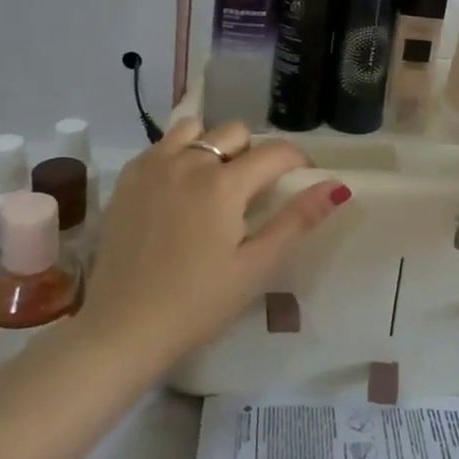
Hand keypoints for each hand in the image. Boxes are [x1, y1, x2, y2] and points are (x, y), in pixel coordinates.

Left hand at [81, 118, 349, 362]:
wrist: (122, 329)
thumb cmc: (197, 304)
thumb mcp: (256, 267)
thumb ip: (296, 221)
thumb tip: (336, 186)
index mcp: (224, 184)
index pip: (275, 152)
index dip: (297, 160)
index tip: (302, 178)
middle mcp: (189, 162)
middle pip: (235, 132)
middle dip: (254, 153)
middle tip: (253, 191)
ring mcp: (153, 166)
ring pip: (195, 130)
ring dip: (213, 146)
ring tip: (213, 182)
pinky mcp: (127, 179)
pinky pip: (161, 145)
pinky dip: (178, 154)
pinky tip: (178, 189)